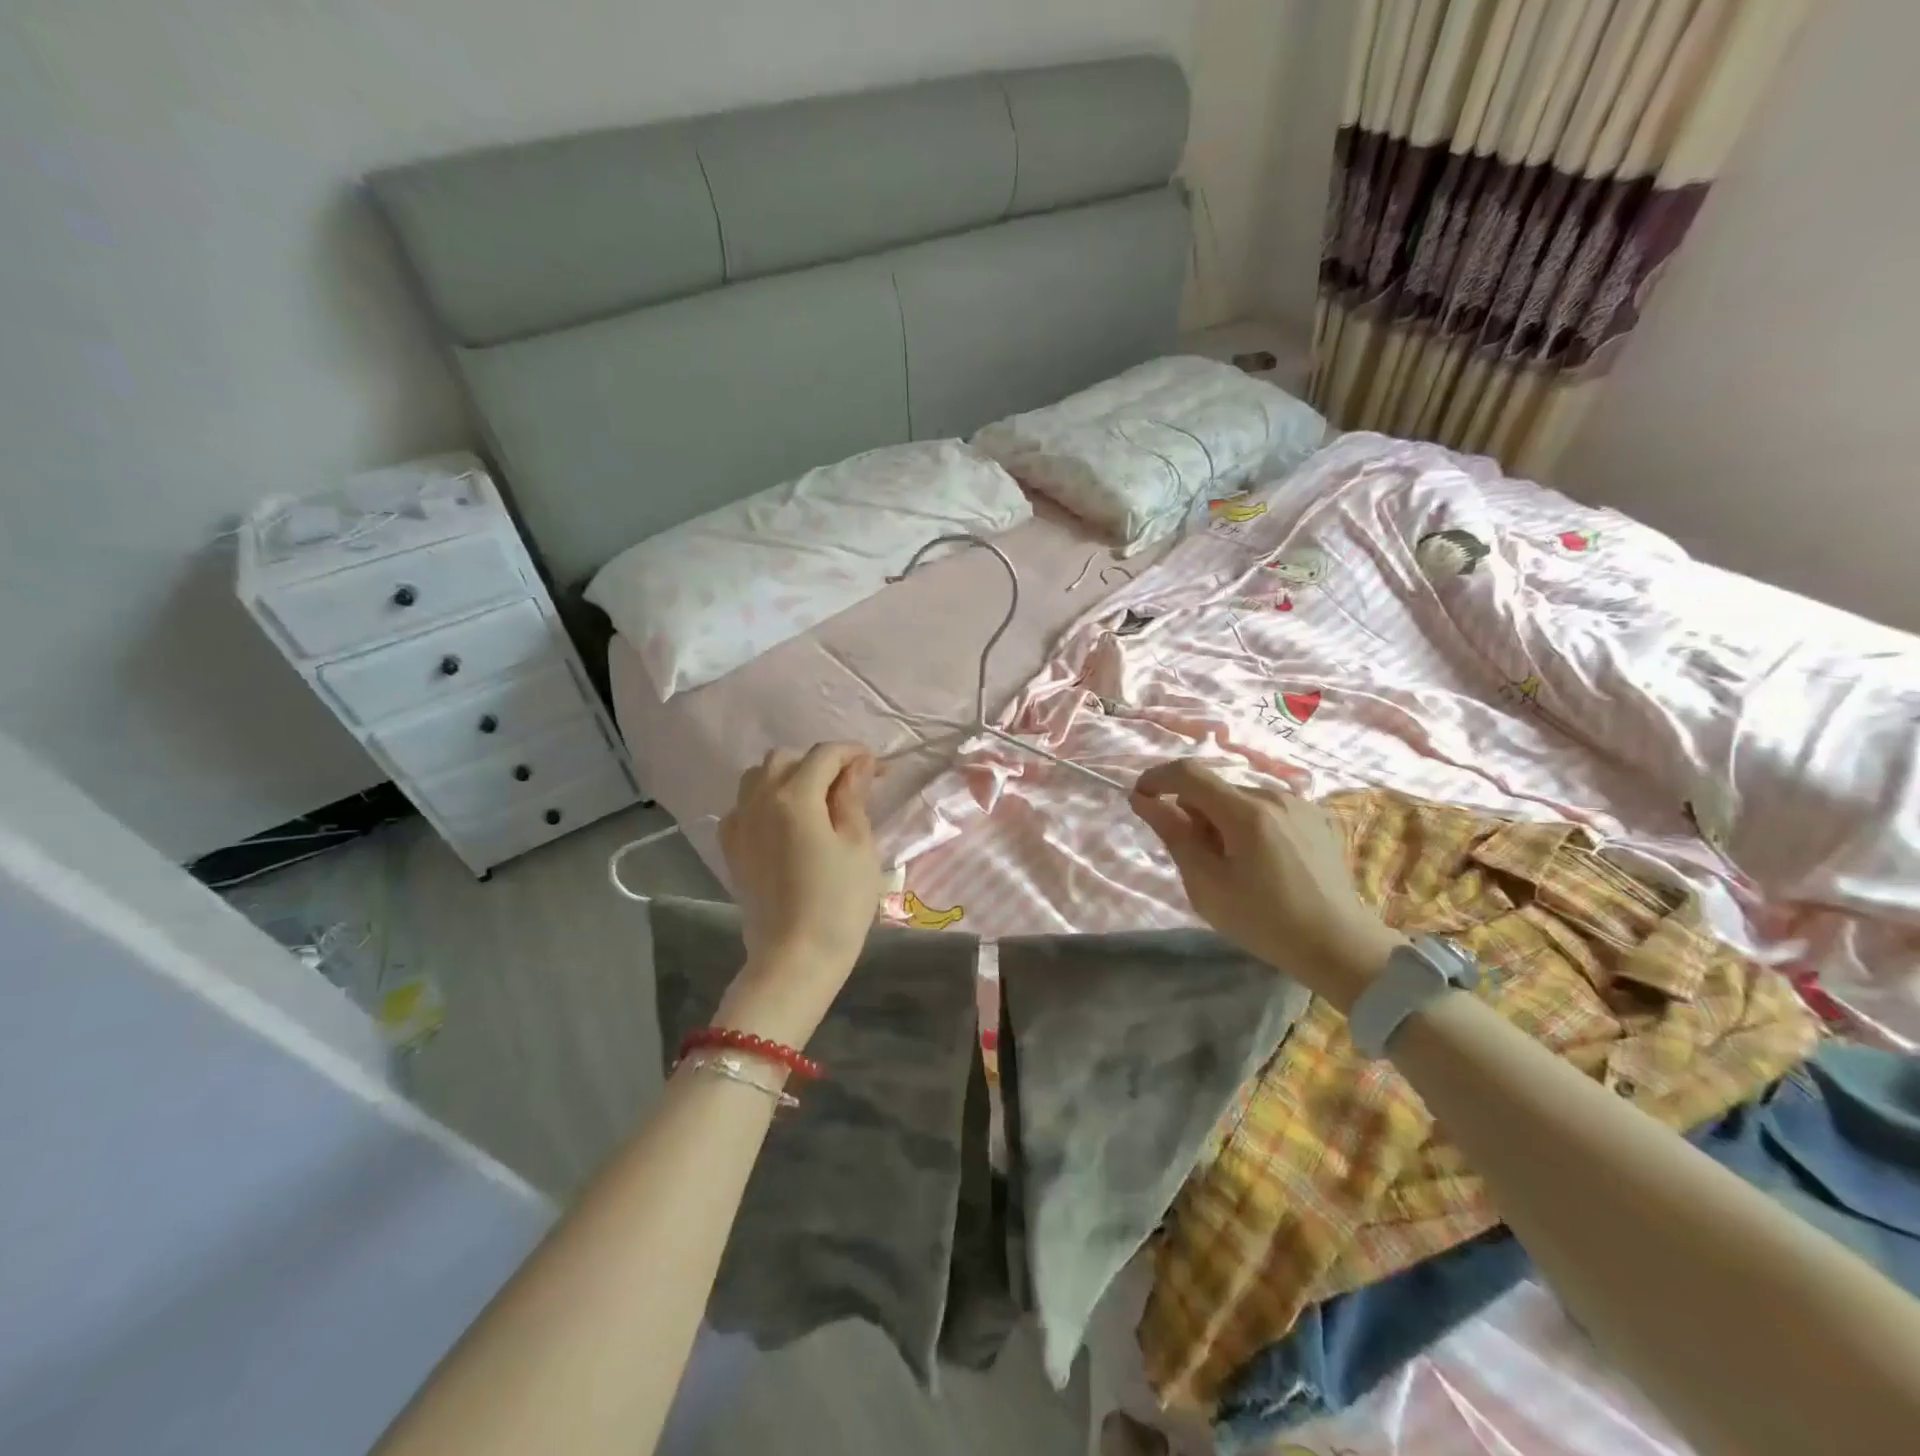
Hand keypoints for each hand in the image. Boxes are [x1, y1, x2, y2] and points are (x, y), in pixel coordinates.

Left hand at [717, 743, 883, 1038]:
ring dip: (789, 776)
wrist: (794, 958)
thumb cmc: (839, 904)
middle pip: (787, 758)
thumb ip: (853, 797)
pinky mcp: (732, 847)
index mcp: (794, 797)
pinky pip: (743, 805)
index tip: (877, 768)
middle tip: (850, 785)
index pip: (825, 755)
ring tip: (816, 799)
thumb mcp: (859, 846)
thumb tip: (856, 764)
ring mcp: (740, 824)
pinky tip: (784, 822)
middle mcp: (759, 800)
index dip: (854, 754)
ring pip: (758, 776)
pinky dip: (765, 800)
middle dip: (821, 762)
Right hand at [1131, 760, 1403, 1011]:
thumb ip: (1174, 835)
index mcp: (1246, 812)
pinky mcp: (1316, 816)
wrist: (1340, 946)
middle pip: (1214, 788)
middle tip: (1196, 857)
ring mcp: (1299, 804)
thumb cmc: (1265, 922)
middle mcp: (1274, 795)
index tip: (1139, 798)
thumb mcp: (1207, 886)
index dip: (1156, 779)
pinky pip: (1265, 808)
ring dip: (1221, 819)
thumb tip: (1143, 800)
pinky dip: (1248, 823)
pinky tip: (1260, 861)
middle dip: (1193, 812)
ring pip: (1239, 798)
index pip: (1188, 773)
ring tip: (1232, 864)